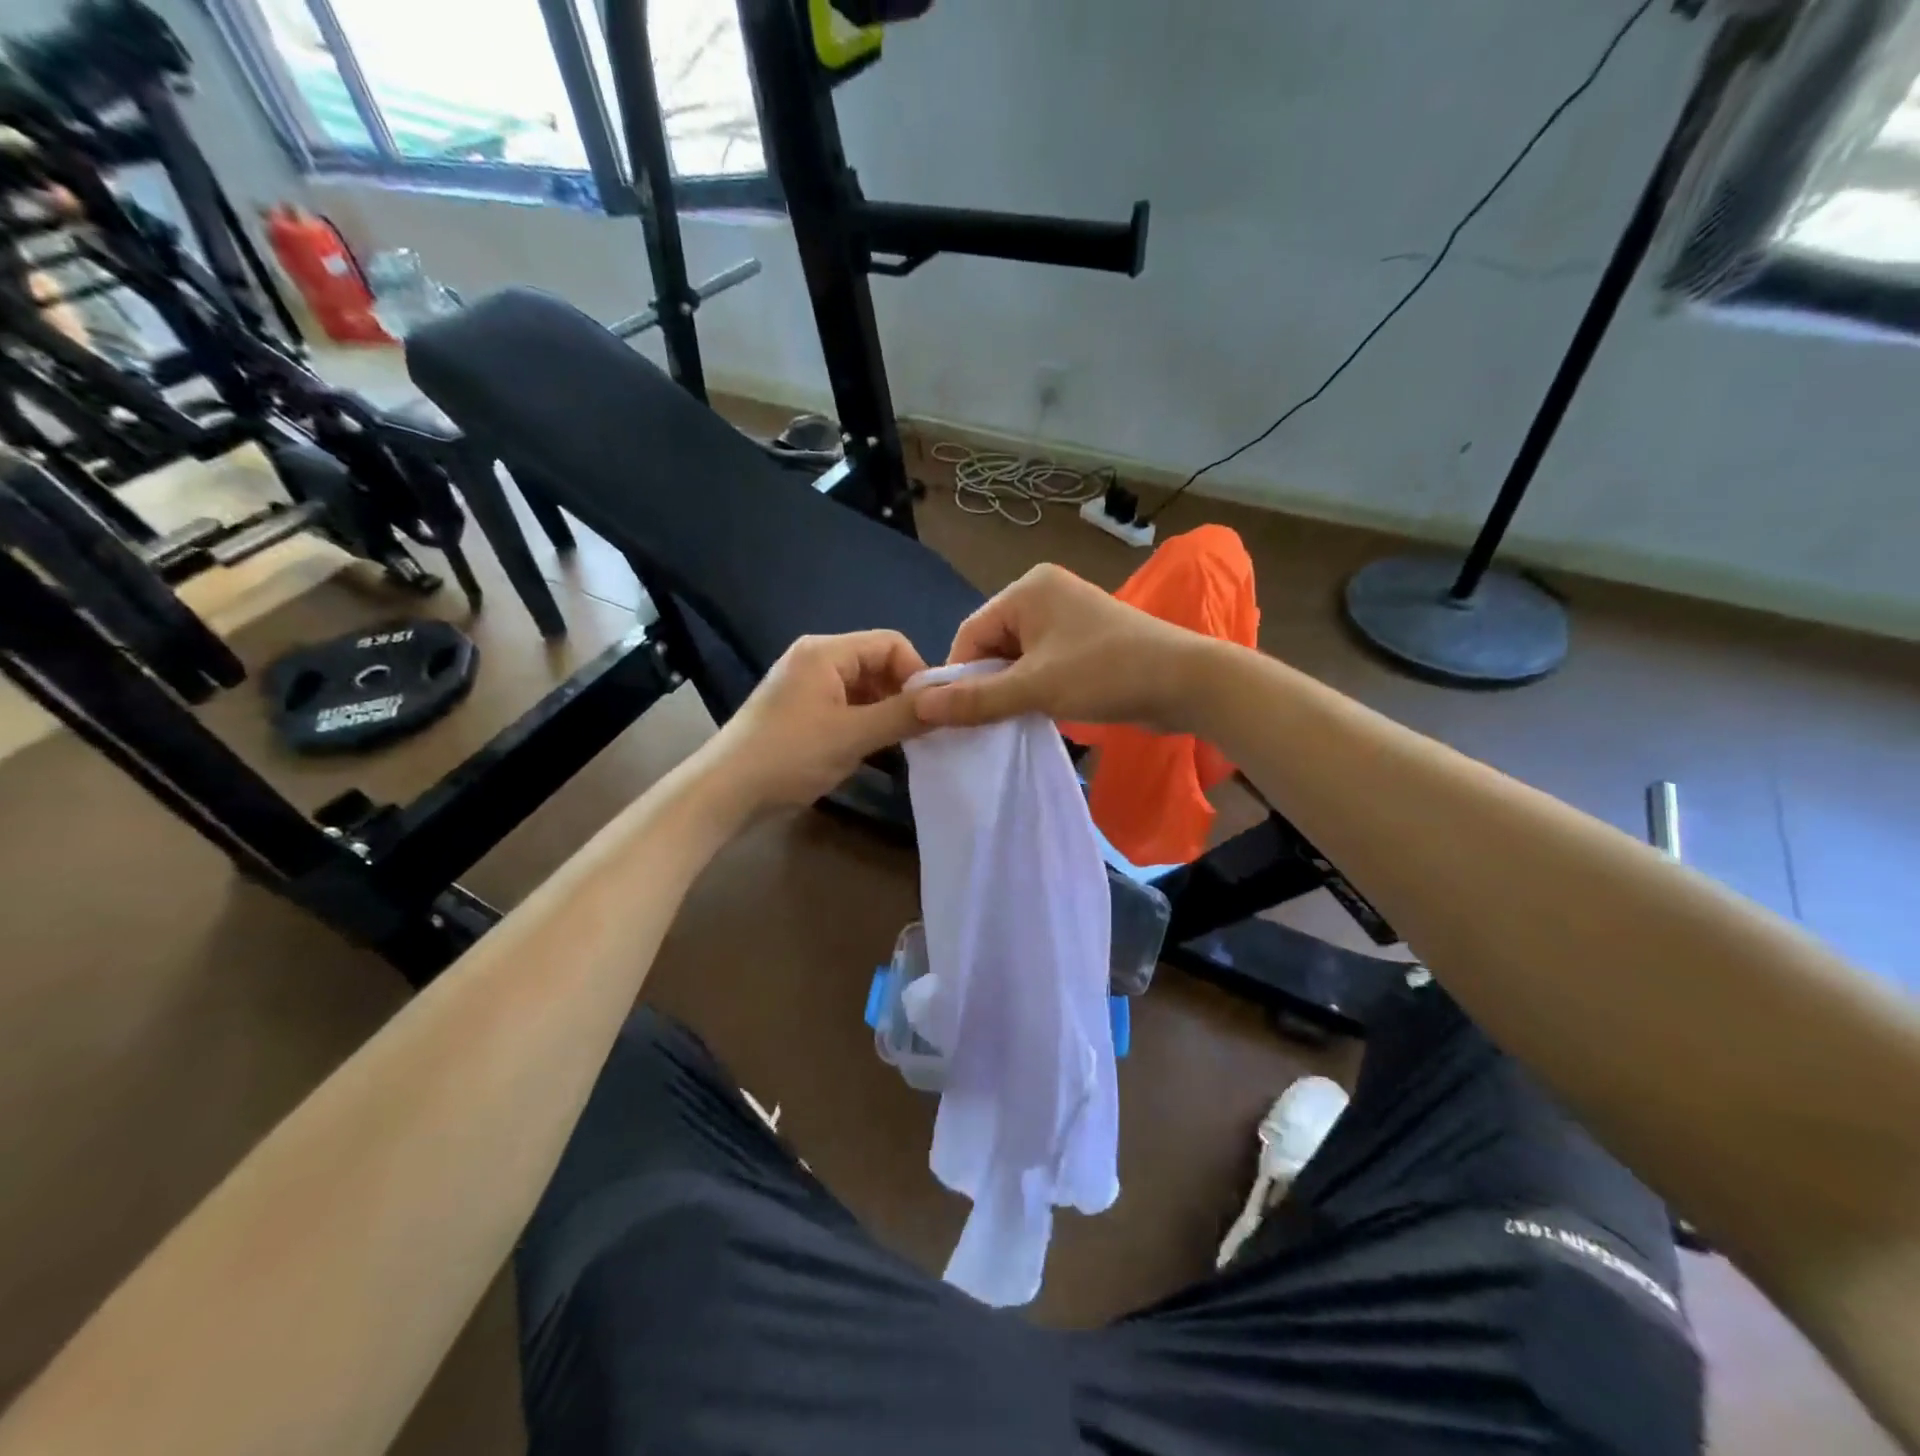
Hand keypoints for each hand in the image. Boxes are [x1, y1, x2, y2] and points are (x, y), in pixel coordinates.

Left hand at [699, 630, 927, 812]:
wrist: (726, 793)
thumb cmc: (790, 755)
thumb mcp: (853, 735)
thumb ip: (903, 715)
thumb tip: (950, 700)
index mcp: (826, 652)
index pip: (891, 643)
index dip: (917, 673)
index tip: (932, 711)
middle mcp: (817, 660)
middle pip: (878, 664)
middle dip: (902, 695)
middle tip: (921, 732)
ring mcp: (808, 687)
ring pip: (865, 689)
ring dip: (886, 713)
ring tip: (903, 745)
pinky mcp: (803, 713)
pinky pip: (848, 707)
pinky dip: (866, 724)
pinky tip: (877, 752)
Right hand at [914, 564, 1205, 731]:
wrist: (1186, 682)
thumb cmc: (1106, 673)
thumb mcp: (1036, 688)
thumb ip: (977, 699)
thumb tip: (920, 708)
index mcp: (1028, 589)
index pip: (971, 633)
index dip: (959, 676)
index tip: (954, 716)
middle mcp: (1044, 594)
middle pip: (993, 645)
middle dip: (987, 684)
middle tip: (984, 724)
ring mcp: (1067, 617)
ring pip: (1017, 658)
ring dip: (1011, 690)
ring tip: (1010, 721)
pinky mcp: (1084, 641)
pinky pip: (1042, 663)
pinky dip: (1034, 688)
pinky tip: (1035, 713)